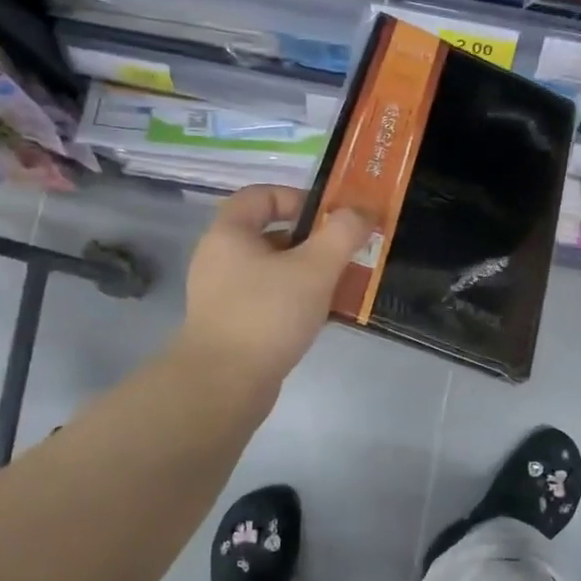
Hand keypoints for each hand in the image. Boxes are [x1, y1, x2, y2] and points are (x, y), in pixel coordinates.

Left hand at [177, 185, 372, 387]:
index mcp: (229, 234)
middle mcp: (219, 258)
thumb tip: (361, 212)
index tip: (330, 217)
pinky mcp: (230, 324)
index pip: (260, 195)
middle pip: (269, 233)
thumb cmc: (267, 314)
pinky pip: (267, 298)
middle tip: (344, 252)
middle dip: (311, 240)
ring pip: (271, 270)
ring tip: (340, 285)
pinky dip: (294, 299)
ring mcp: (221, 294)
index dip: (297, 198)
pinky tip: (320, 316)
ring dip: (306, 272)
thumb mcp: (314, 268)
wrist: (223, 385)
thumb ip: (342, 234)